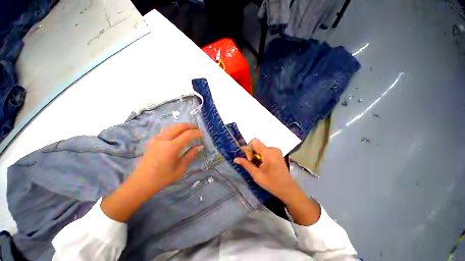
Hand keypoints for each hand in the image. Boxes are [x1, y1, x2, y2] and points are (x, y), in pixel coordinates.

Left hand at [101, 123, 203, 221]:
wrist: (141, 182)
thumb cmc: (162, 178)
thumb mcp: (180, 168)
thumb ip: (190, 155)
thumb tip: (200, 146)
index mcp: (171, 147)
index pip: (188, 134)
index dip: (197, 133)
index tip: (203, 134)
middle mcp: (163, 139)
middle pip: (180, 126)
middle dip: (190, 126)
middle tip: (198, 128)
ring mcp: (157, 138)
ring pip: (172, 126)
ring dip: (183, 126)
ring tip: (190, 129)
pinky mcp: (153, 140)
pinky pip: (167, 130)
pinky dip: (176, 129)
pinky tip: (179, 134)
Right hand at [234, 138, 319, 224]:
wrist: (288, 189)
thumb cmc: (271, 183)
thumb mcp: (256, 174)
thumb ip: (245, 164)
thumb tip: (235, 158)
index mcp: (268, 152)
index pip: (254, 141)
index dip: (248, 149)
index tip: (249, 160)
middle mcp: (273, 148)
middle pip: (257, 144)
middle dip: (251, 152)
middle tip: (252, 163)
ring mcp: (276, 151)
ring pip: (260, 148)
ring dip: (256, 154)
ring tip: (257, 165)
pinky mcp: (277, 154)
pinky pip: (265, 150)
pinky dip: (261, 155)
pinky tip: (262, 164)